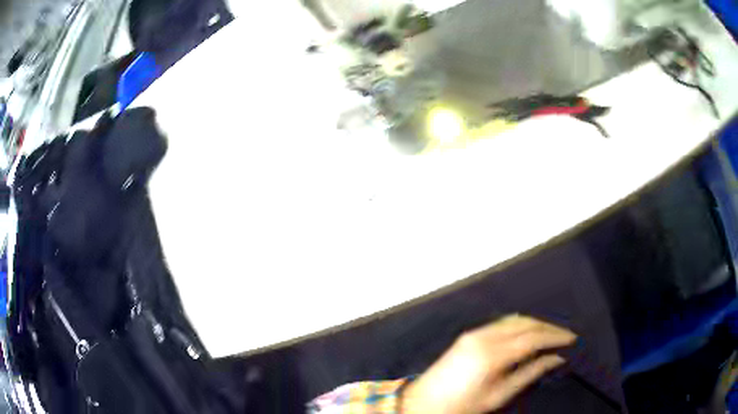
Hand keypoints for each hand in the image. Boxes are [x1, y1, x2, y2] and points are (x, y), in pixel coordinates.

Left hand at [401, 315, 576, 413]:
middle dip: (548, 327)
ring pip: (514, 320)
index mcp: (492, 354)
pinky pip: (501, 323)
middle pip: (525, 323)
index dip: (555, 336)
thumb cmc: (461, 405)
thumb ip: (529, 373)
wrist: (424, 402)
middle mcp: (484, 337)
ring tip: (550, 335)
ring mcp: (474, 333)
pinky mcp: (469, 335)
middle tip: (564, 336)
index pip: (533, 337)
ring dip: (535, 324)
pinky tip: (527, 334)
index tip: (571, 339)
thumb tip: (554, 358)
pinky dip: (519, 325)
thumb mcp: (499, 395)